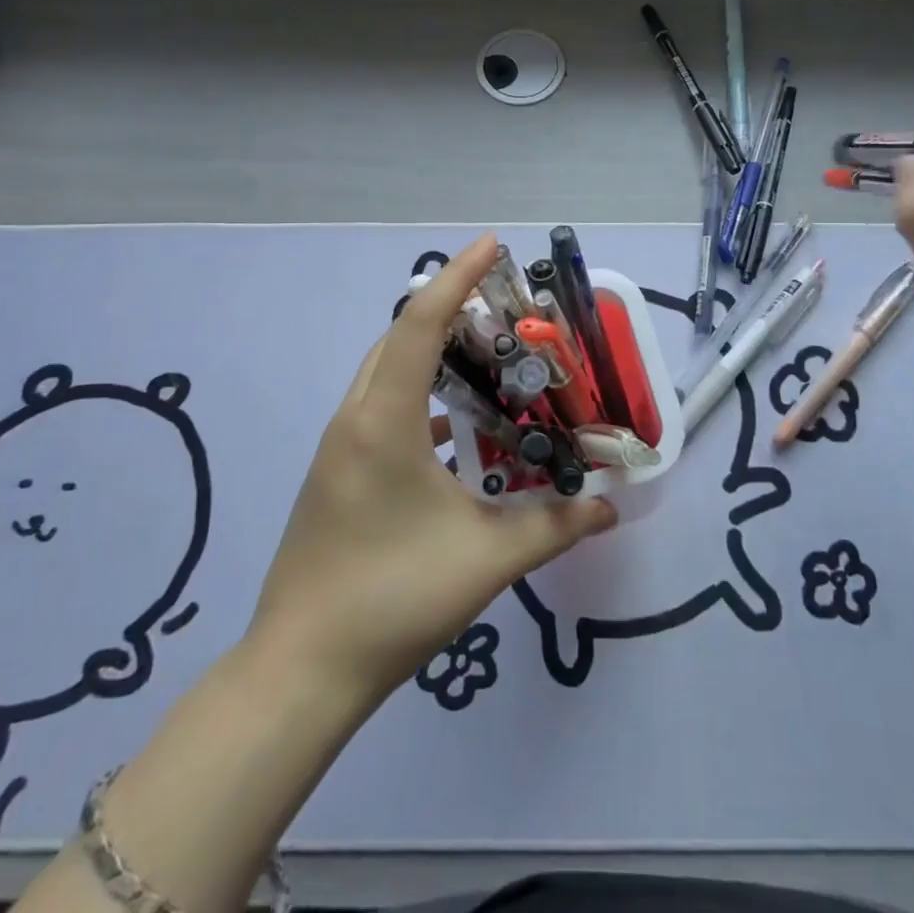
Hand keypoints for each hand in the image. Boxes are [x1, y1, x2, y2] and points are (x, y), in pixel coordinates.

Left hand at [244, 235, 614, 702]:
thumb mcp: (487, 559)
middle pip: (399, 338)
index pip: (420, 324)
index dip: (457, 277)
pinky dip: (420, 396)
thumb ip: (555, 525)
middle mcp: (355, 418)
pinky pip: (382, 408)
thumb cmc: (393, 598)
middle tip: (502, 304)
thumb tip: (611, 507)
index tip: (492, 244)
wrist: (302, 670)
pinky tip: (457, 426)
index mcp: (383, 420)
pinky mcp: (338, 472)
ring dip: (431, 352)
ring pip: (386, 373)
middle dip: (448, 309)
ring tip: (486, 355)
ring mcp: (340, 447)